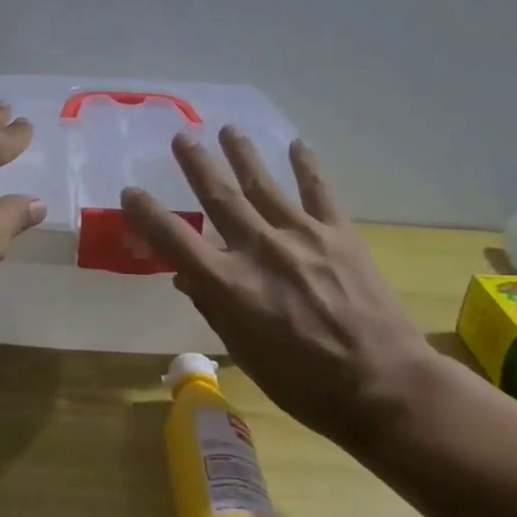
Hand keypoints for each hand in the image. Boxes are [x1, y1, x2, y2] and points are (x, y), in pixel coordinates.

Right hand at [122, 127, 435, 449]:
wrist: (385, 387)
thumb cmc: (306, 384)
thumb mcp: (246, 354)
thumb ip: (214, 308)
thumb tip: (186, 276)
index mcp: (230, 285)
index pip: (174, 239)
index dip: (146, 213)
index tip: (131, 191)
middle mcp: (259, 250)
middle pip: (218, 196)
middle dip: (196, 163)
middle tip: (182, 136)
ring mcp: (302, 236)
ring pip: (263, 184)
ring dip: (242, 153)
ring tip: (228, 129)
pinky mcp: (339, 234)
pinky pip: (319, 191)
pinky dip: (306, 166)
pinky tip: (298, 145)